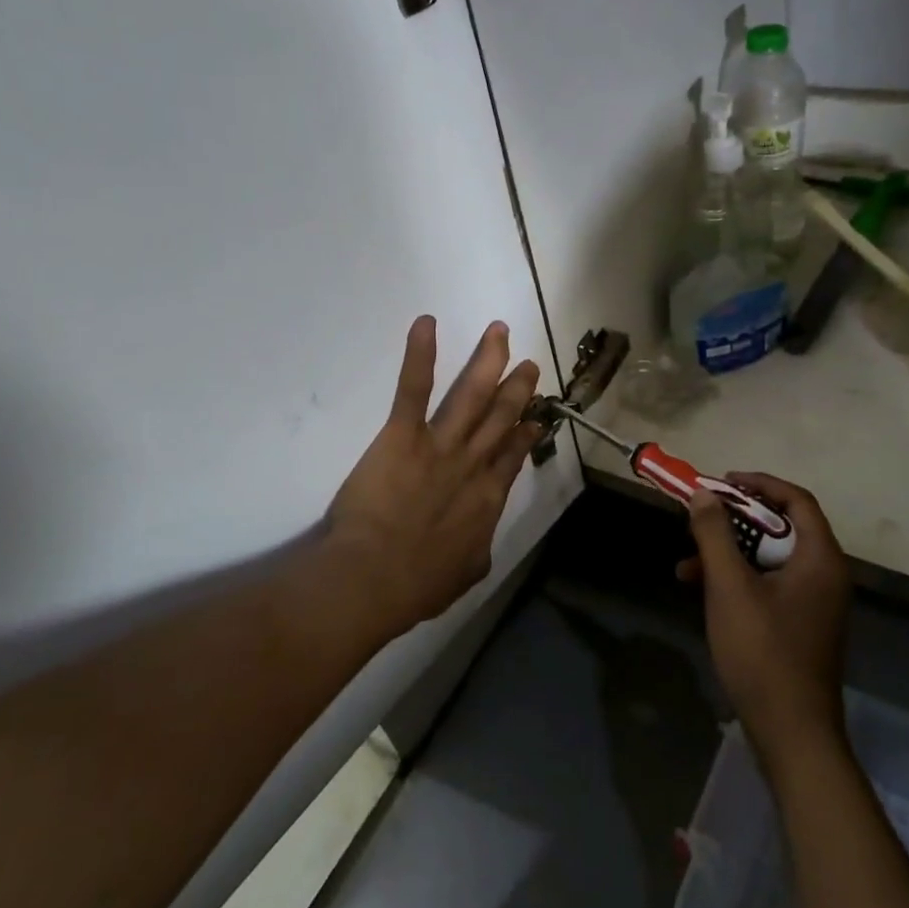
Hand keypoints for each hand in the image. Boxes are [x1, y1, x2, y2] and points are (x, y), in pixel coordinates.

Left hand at [325, 316, 542, 633]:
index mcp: (487, 497)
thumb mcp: (464, 574)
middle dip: (516, 388)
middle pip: (500, 416)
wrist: (372, 577)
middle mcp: (471, 462)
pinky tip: (426, 322)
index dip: (525, 432)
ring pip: (470, 394)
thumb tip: (480, 544)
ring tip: (498, 331)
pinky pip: (414, 388)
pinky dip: (420, 354)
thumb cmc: (415, 584)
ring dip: (487, 359)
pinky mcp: (403, 434)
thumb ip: (477, 552)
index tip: (535, 416)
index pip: (512, 454)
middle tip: (528, 364)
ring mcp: (440, 444)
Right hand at [680, 473, 852, 769]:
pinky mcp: (800, 624)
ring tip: (686, 563)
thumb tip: (704, 495)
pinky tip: (700, 590)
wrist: (792, 734)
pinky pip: (768, 584)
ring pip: (769, 557)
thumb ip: (715, 535)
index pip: (795, 500)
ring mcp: (814, 602)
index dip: (758, 484)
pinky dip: (737, 580)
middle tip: (699, 519)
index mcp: (819, 559)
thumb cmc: (763, 652)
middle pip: (780, 527)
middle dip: (734, 521)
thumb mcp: (730, 587)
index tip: (720, 484)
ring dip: (728, 553)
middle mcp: (824, 574)